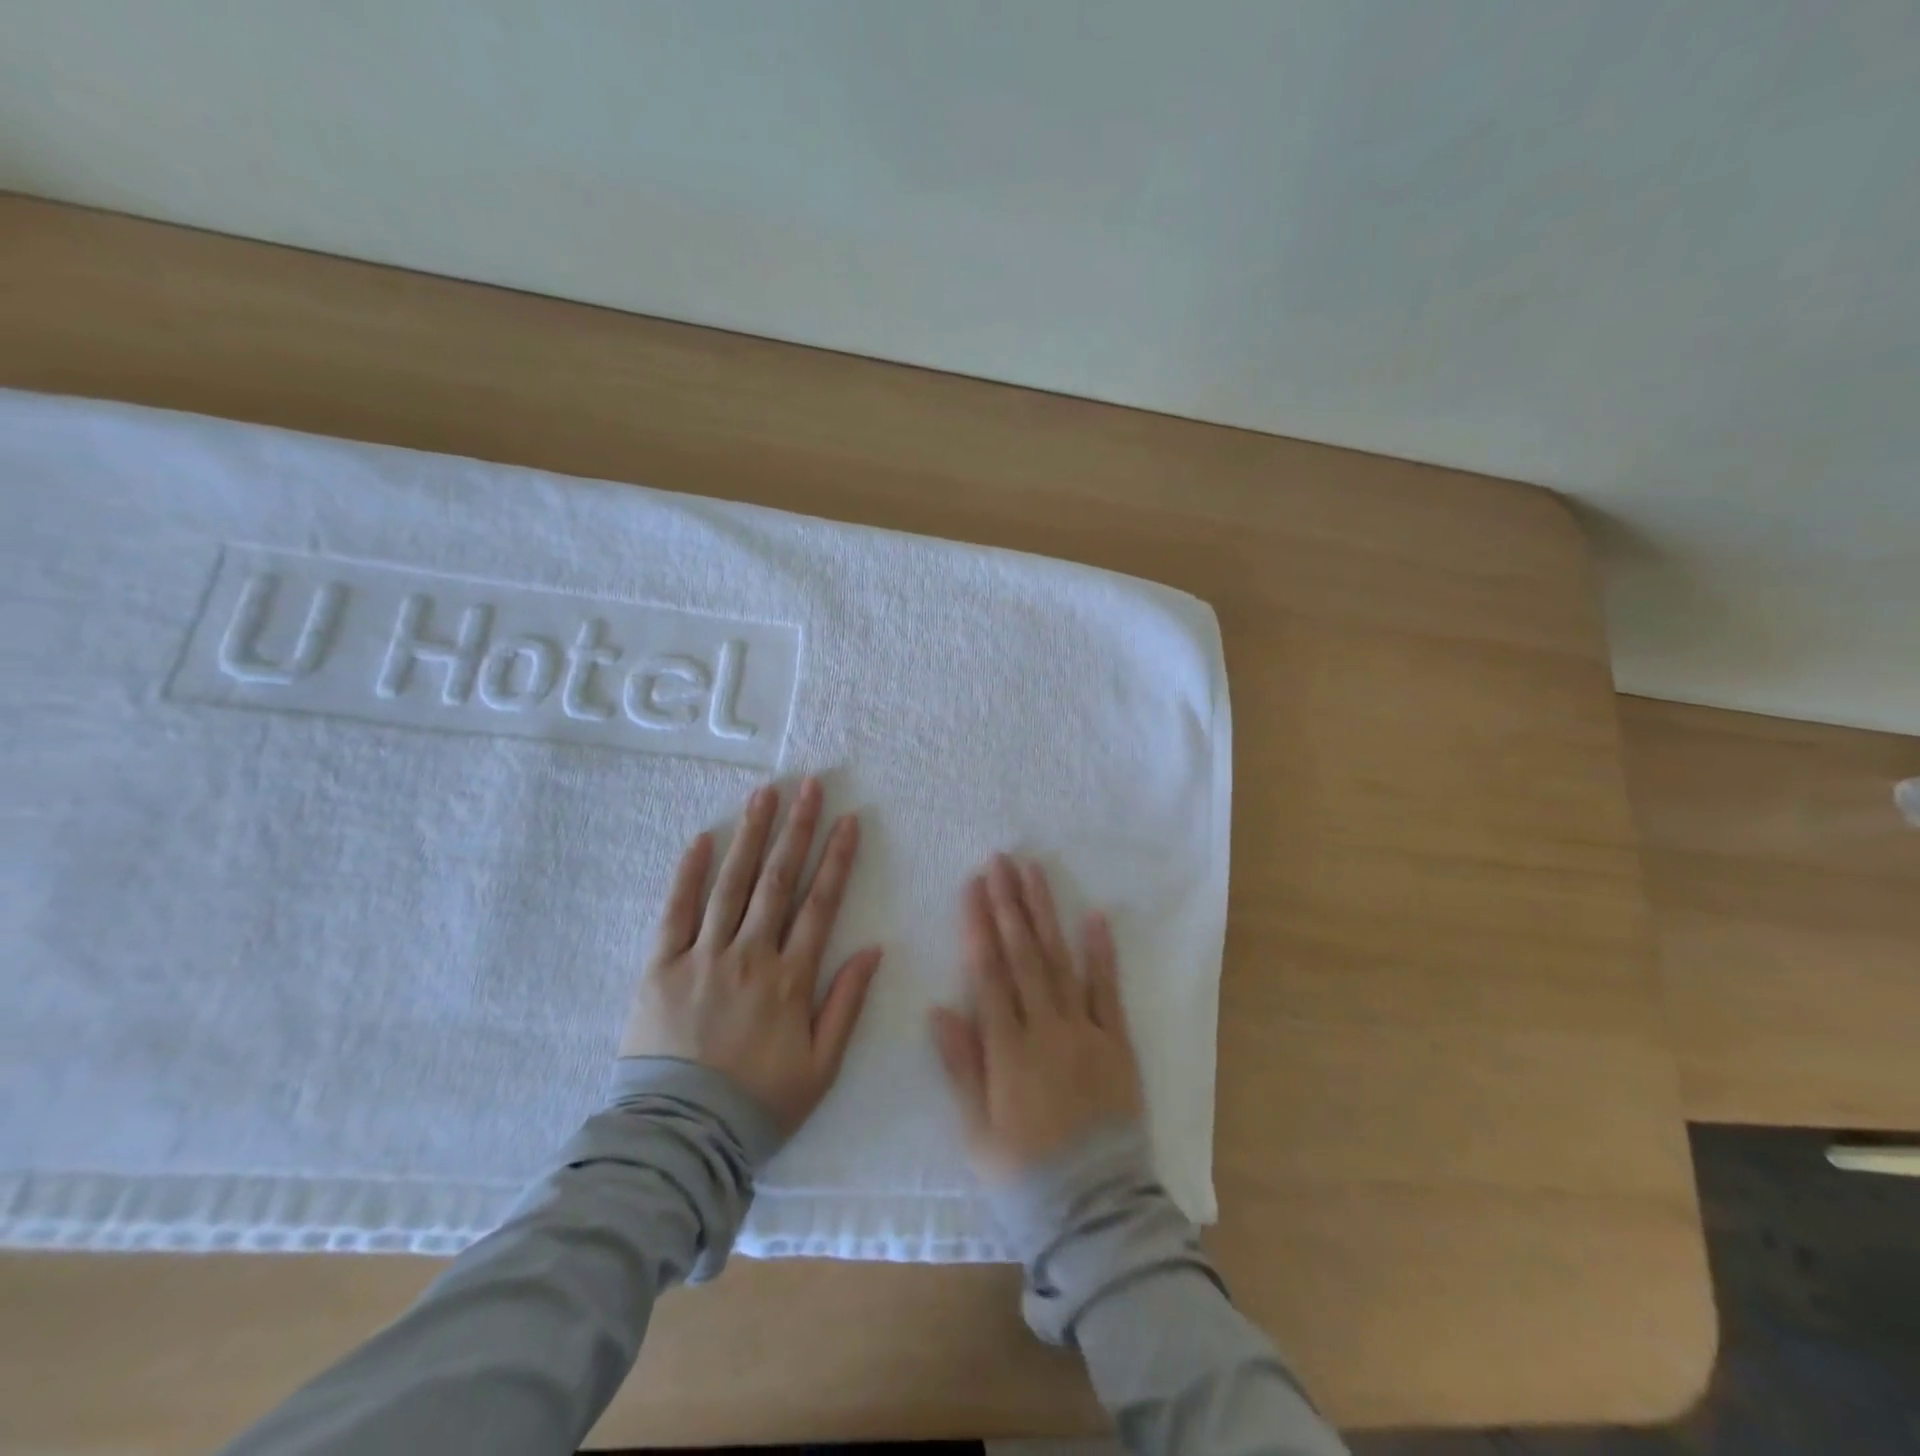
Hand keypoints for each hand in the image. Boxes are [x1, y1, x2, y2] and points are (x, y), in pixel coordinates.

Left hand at [622, 779, 882, 1136]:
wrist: (680, 1138)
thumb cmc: (759, 1103)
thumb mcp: (822, 1066)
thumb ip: (847, 1004)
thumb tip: (873, 949)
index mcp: (791, 978)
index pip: (820, 904)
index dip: (837, 859)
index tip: (848, 820)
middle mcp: (750, 955)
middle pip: (778, 880)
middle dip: (797, 829)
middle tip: (809, 786)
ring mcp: (704, 956)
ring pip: (732, 884)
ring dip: (751, 836)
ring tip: (764, 794)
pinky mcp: (662, 966)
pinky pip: (676, 911)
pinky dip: (689, 873)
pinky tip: (703, 839)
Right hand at [931, 855, 1142, 1181]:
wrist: (1097, 1211)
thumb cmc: (1025, 1176)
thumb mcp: (977, 1132)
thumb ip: (961, 1067)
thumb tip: (940, 1009)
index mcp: (1009, 1050)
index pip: (989, 974)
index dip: (980, 926)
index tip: (974, 886)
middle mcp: (1047, 1029)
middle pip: (1024, 956)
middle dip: (1010, 905)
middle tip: (1002, 861)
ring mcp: (1086, 1032)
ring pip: (1061, 962)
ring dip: (1047, 915)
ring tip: (1035, 874)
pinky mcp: (1118, 1043)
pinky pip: (1109, 992)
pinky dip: (1101, 954)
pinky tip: (1094, 918)